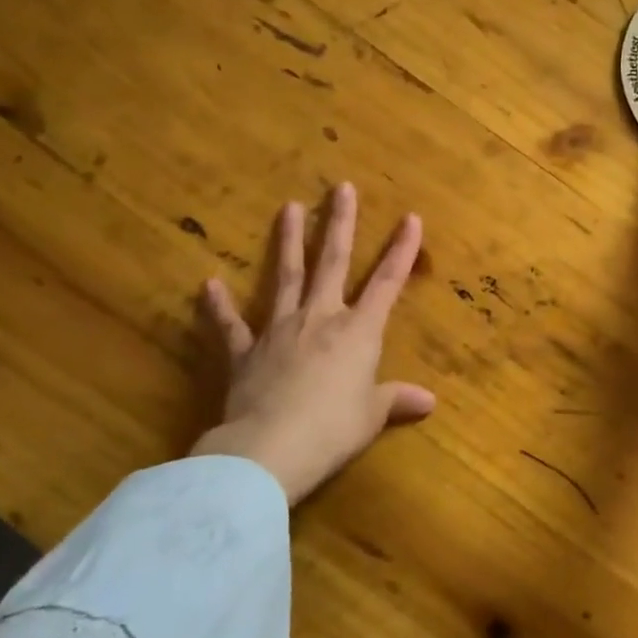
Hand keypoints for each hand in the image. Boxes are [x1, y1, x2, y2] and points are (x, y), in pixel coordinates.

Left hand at [190, 184, 435, 505]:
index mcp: (358, 332)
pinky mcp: (244, 353)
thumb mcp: (371, 417)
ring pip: (286, 277)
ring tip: (289, 207)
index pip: (386, 283)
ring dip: (287, 242)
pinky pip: (231, 326)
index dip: (401, 250)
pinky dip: (218, 306)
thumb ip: (396, 401)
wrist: (269, 450)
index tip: (411, 218)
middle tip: (341, 187)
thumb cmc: (333, 430)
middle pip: (332, 262)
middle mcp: (320, 319)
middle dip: (340, 223)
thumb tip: (429, 401)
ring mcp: (279, 331)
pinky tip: (208, 284)